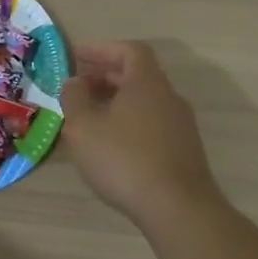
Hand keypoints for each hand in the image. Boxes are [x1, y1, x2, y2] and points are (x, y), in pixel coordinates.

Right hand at [60, 41, 224, 224]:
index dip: (101, 49)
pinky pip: (151, 123)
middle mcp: (169, 97)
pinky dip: (128, 122)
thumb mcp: (83, 126)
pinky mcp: (183, 150)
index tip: (76, 57)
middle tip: (76, 88)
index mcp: (147, 83)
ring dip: (115, 102)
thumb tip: (74, 82)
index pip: (129, 50)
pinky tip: (110, 144)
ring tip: (88, 117)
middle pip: (137, 75)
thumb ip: (74, 98)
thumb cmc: (124, 159)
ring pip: (144, 101)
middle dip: (104, 76)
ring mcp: (180, 125)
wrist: (177, 208)